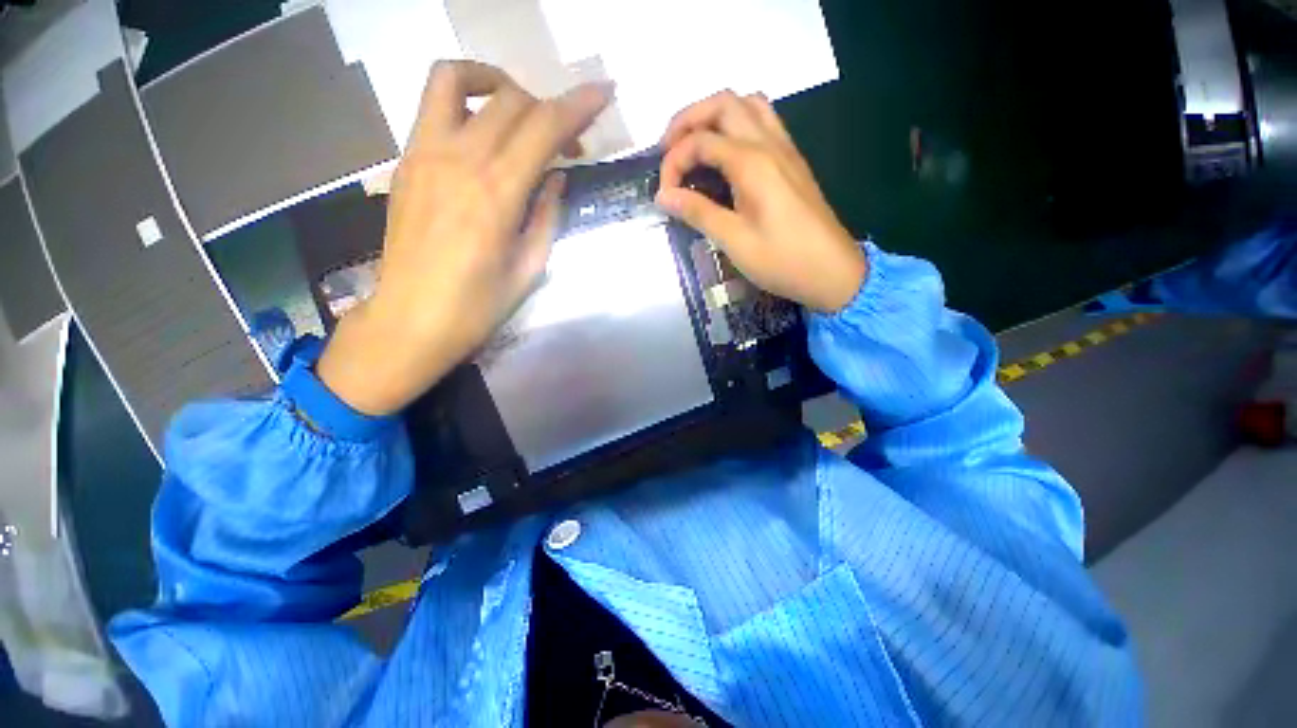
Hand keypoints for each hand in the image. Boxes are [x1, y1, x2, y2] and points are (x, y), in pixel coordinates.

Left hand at [317, 61, 613, 415]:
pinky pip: (433, 105)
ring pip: (458, 80)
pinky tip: (483, 132)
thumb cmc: (477, 307)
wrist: (409, 320)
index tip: (604, 92)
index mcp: (497, 194)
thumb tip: (557, 177)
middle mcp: (459, 160)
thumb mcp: (530, 269)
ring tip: (519, 111)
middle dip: (549, 108)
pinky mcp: (406, 161)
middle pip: (511, 100)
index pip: (544, 127)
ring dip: (497, 83)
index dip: (578, 105)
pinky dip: (465, 101)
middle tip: (567, 141)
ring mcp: (424, 154)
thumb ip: (546, 215)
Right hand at [656, 90, 865, 313]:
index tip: (664, 195)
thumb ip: (698, 213)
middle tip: (668, 150)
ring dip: (715, 116)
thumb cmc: (782, 260)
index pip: (701, 141)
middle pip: (724, 103)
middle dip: (688, 119)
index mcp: (752, 163)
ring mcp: (784, 149)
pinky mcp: (792, 161)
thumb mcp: (734, 241)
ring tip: (694, 145)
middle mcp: (769, 144)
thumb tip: (663, 196)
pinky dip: (736, 125)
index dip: (673, 163)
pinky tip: (725, 155)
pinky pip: (763, 122)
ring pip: (747, 105)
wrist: (832, 271)